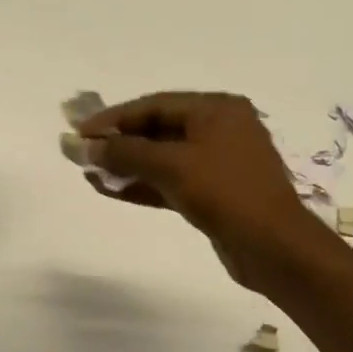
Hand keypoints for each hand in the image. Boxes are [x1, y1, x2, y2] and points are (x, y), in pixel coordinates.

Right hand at [77, 92, 339, 289]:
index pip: (155, 105)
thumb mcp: (172, 166)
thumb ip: (125, 153)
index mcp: (217, 109)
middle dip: (119, 143)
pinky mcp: (214, 194)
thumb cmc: (226, 193)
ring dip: (127, 167)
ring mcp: (218, 164)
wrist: (272, 246)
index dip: (114, 118)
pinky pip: (171, 182)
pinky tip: (111, 191)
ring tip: (90, 174)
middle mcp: (220, 129)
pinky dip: (143, 186)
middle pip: (158, 130)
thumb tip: (83, 146)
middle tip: (81, 154)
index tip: (80, 132)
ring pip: (163, 159)